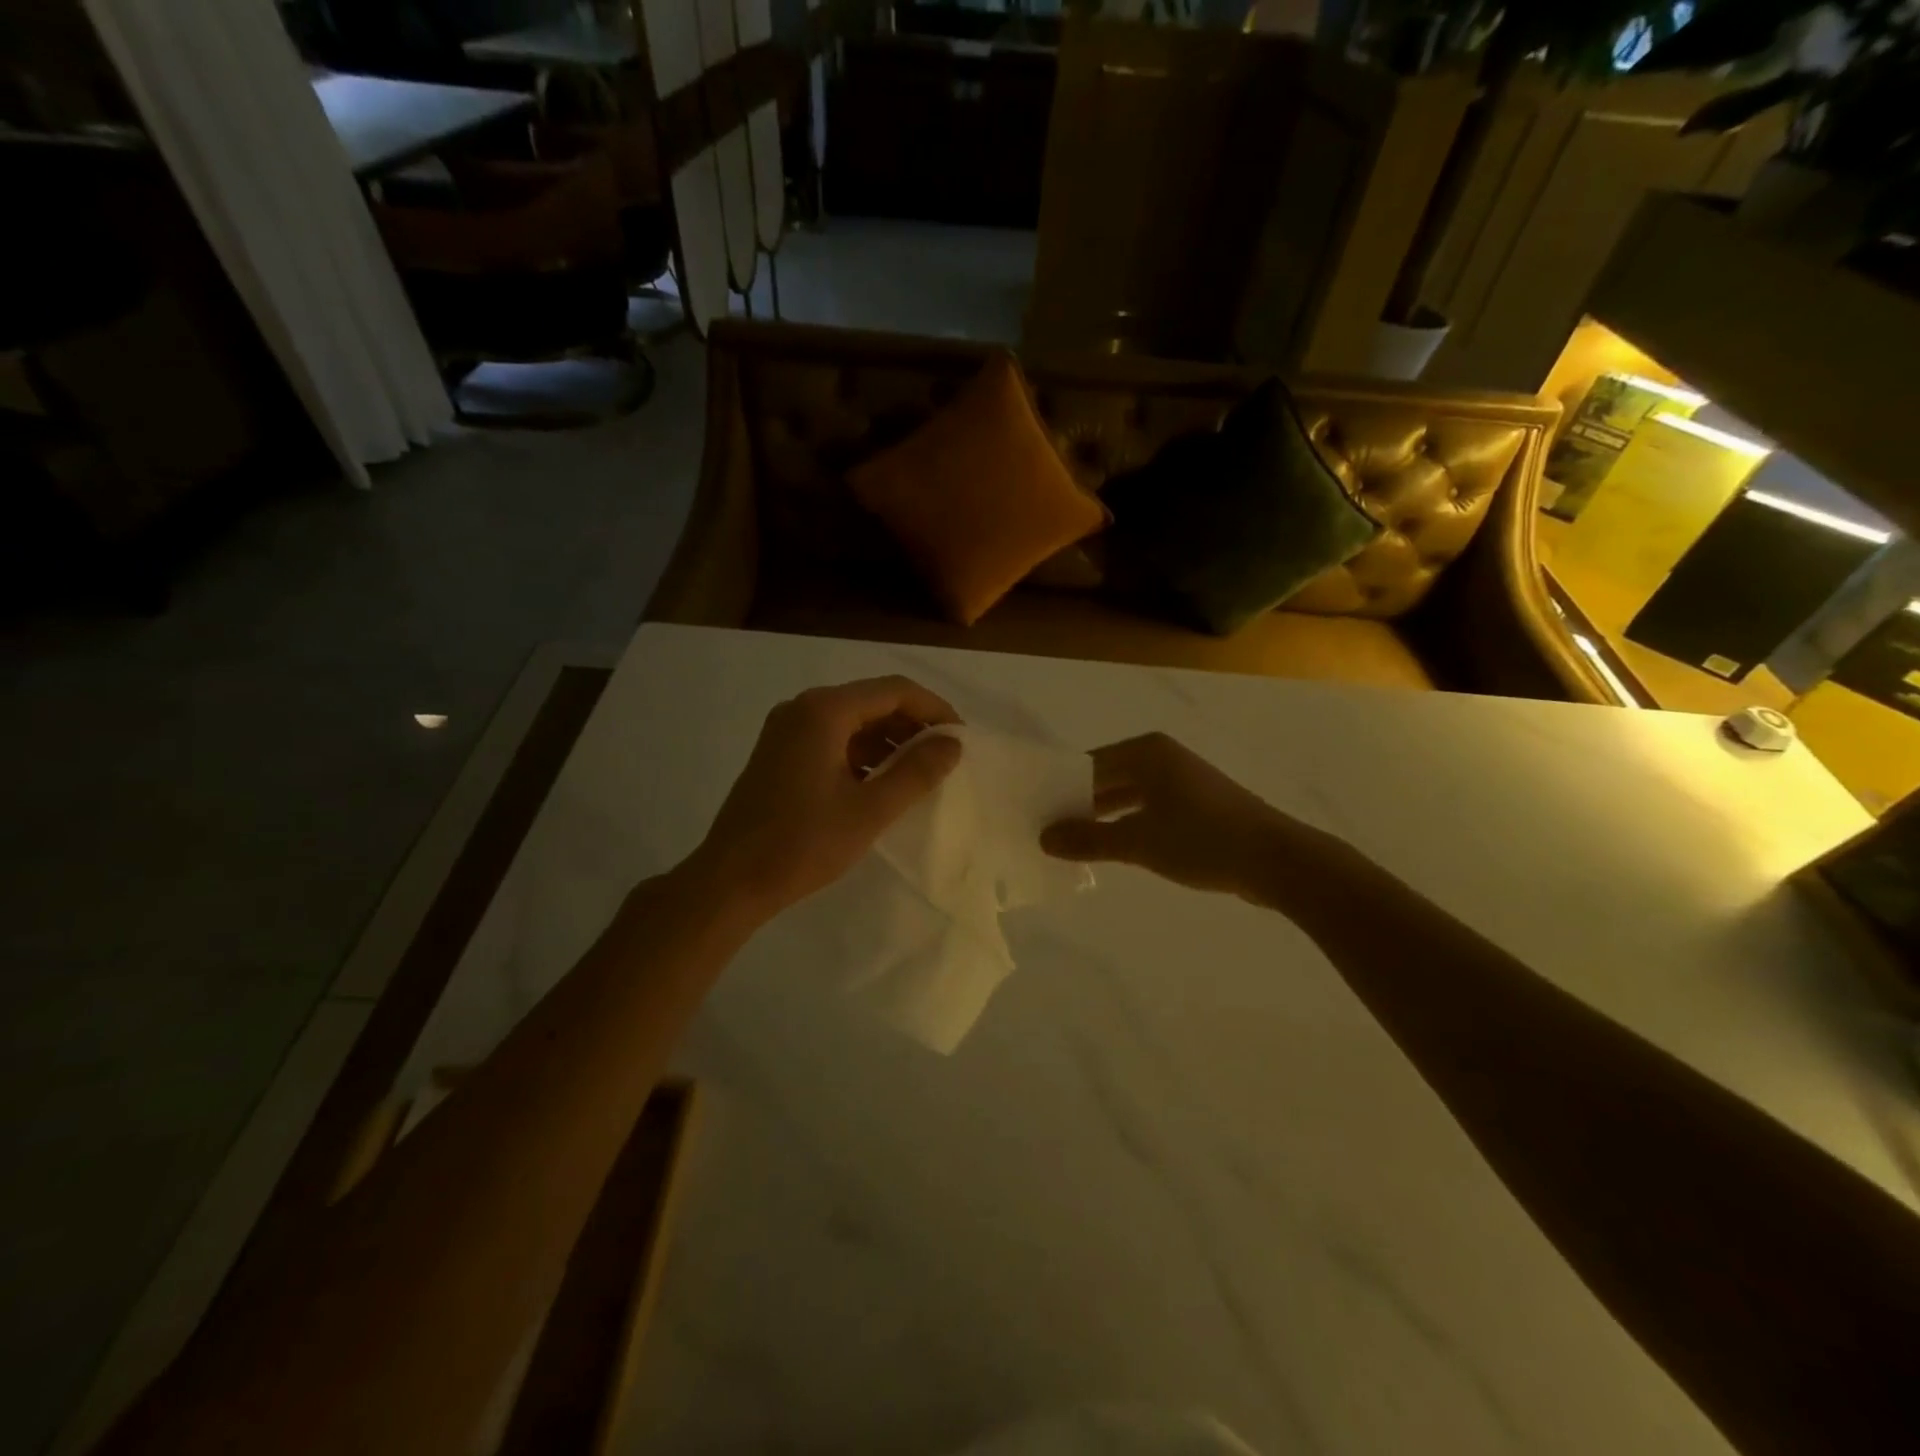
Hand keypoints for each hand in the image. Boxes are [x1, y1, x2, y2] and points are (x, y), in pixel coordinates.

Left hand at [689, 676, 963, 917]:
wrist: (730, 880)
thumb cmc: (803, 843)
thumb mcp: (870, 810)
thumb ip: (917, 772)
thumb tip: (952, 744)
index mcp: (824, 711)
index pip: (894, 690)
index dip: (934, 709)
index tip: (961, 738)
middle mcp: (803, 708)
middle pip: (872, 701)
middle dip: (912, 725)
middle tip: (944, 757)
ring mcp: (786, 730)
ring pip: (852, 721)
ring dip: (889, 741)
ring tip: (919, 773)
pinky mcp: (779, 753)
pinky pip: (832, 739)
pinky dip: (862, 754)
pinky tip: (881, 783)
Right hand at [1041, 733, 1319, 899]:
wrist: (1277, 860)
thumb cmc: (1203, 839)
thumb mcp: (1138, 841)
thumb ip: (1088, 839)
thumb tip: (1043, 838)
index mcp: (1146, 752)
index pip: (1087, 764)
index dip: (1060, 788)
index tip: (1034, 812)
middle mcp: (1162, 758)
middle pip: (1106, 778)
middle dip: (1078, 804)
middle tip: (1045, 831)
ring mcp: (1181, 781)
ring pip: (1126, 796)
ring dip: (1101, 818)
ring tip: (1070, 843)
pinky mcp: (1195, 805)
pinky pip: (1146, 810)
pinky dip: (1126, 825)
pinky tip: (1110, 849)